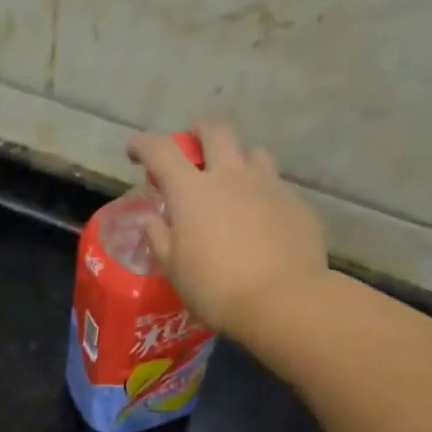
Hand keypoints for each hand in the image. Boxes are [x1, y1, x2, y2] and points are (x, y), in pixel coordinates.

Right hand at [130, 122, 329, 342]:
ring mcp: (269, 185)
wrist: (282, 301)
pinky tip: (262, 221)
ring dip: (238, 161)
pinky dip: (263, 194)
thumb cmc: (215, 288)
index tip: (135, 150)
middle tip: (193, 150)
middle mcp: (231, 176)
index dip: (143, 144)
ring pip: (253, 153)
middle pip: (215, 130)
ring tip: (233, 185)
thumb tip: (153, 220)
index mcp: (191, 190)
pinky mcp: (296, 203)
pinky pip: (276, 186)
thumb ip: (160, 237)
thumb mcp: (174, 268)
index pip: (160, 150)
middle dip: (199, 133)